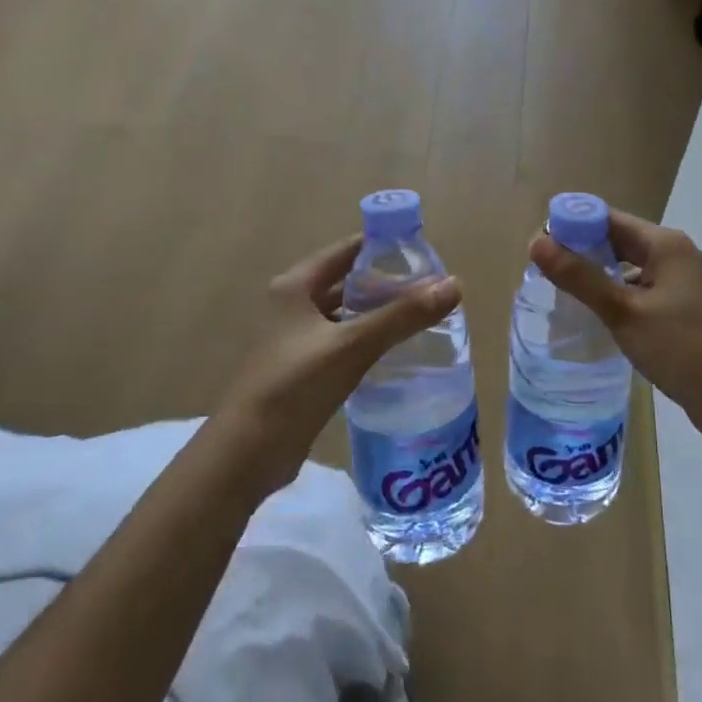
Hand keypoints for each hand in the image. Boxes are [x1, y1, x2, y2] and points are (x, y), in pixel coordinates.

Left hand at [212, 235, 461, 499]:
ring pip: (347, 314)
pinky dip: (369, 340)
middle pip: (348, 281)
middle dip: (387, 283)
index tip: (425, 254)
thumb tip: (454, 285)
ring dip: (379, 313)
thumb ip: (403, 316)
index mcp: (296, 285)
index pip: (348, 250)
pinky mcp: (303, 369)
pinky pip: (344, 342)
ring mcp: (297, 339)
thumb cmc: (294, 385)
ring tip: (422, 316)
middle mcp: (294, 304)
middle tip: (431, 288)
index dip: (384, 248)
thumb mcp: (352, 345)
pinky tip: (398, 350)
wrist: (247, 453)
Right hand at [529, 210, 701, 441]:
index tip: (538, 248)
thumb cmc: (682, 348)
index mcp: (664, 244)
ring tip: (562, 294)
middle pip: (618, 241)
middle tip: (543, 273)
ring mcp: (683, 282)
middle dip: (581, 252)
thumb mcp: (624, 312)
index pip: (607, 219)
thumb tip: (536, 243)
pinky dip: (618, 296)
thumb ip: (579, 277)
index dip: (571, 227)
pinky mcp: (685, 308)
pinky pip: (642, 290)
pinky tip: (598, 317)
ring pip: (629, 268)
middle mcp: (676, 254)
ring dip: (599, 276)